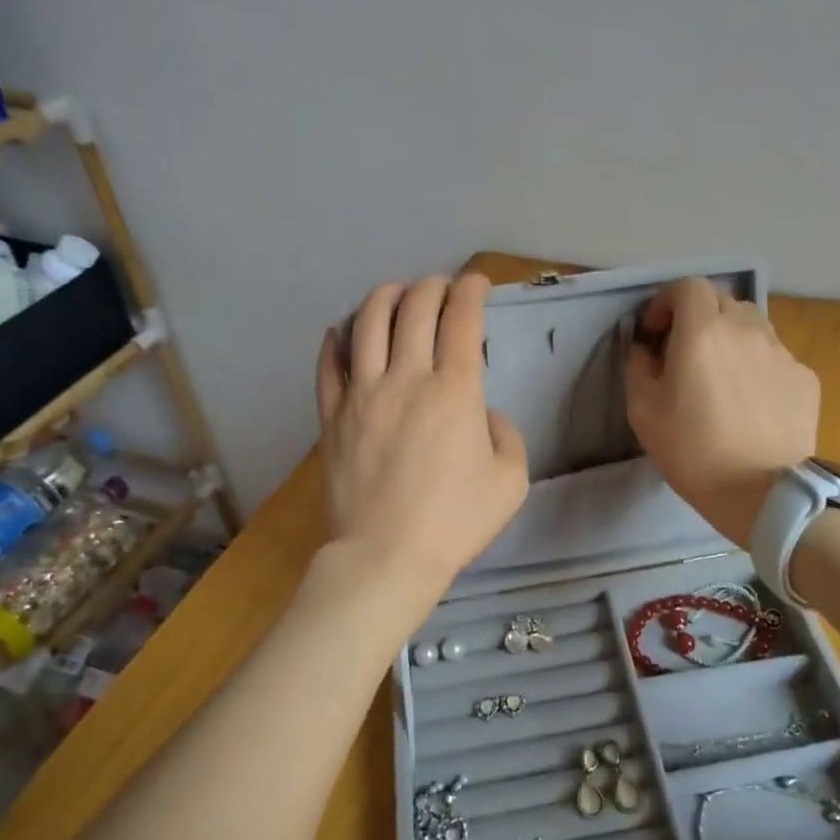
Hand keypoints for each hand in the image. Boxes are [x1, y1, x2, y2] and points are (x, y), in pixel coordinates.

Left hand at [315, 273, 528, 597]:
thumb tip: (484, 416)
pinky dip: (337, 339)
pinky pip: (329, 365)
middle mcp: (407, 378)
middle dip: (433, 286)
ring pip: (368, 323)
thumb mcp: (511, 481)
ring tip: (396, 294)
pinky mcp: (333, 416)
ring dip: (386, 297)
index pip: (463, 319)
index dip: (472, 290)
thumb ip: (506, 436)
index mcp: (455, 390)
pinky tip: (343, 331)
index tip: (477, 283)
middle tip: (441, 287)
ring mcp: (363, 394)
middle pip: (415, 308)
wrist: (386, 556)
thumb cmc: (455, 521)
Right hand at [624, 278, 818, 547]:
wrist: (764, 493)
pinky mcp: (805, 378)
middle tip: (685, 351)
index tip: (656, 330)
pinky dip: (757, 366)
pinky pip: (774, 357)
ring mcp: (781, 352)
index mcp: (703, 331)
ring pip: (752, 326)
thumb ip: (639, 367)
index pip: (688, 286)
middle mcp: (746, 329)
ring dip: (730, 337)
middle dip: (698, 316)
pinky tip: (751, 402)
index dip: (667, 301)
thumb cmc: (693, 451)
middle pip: (722, 301)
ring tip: (721, 375)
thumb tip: (647, 350)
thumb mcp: (643, 411)